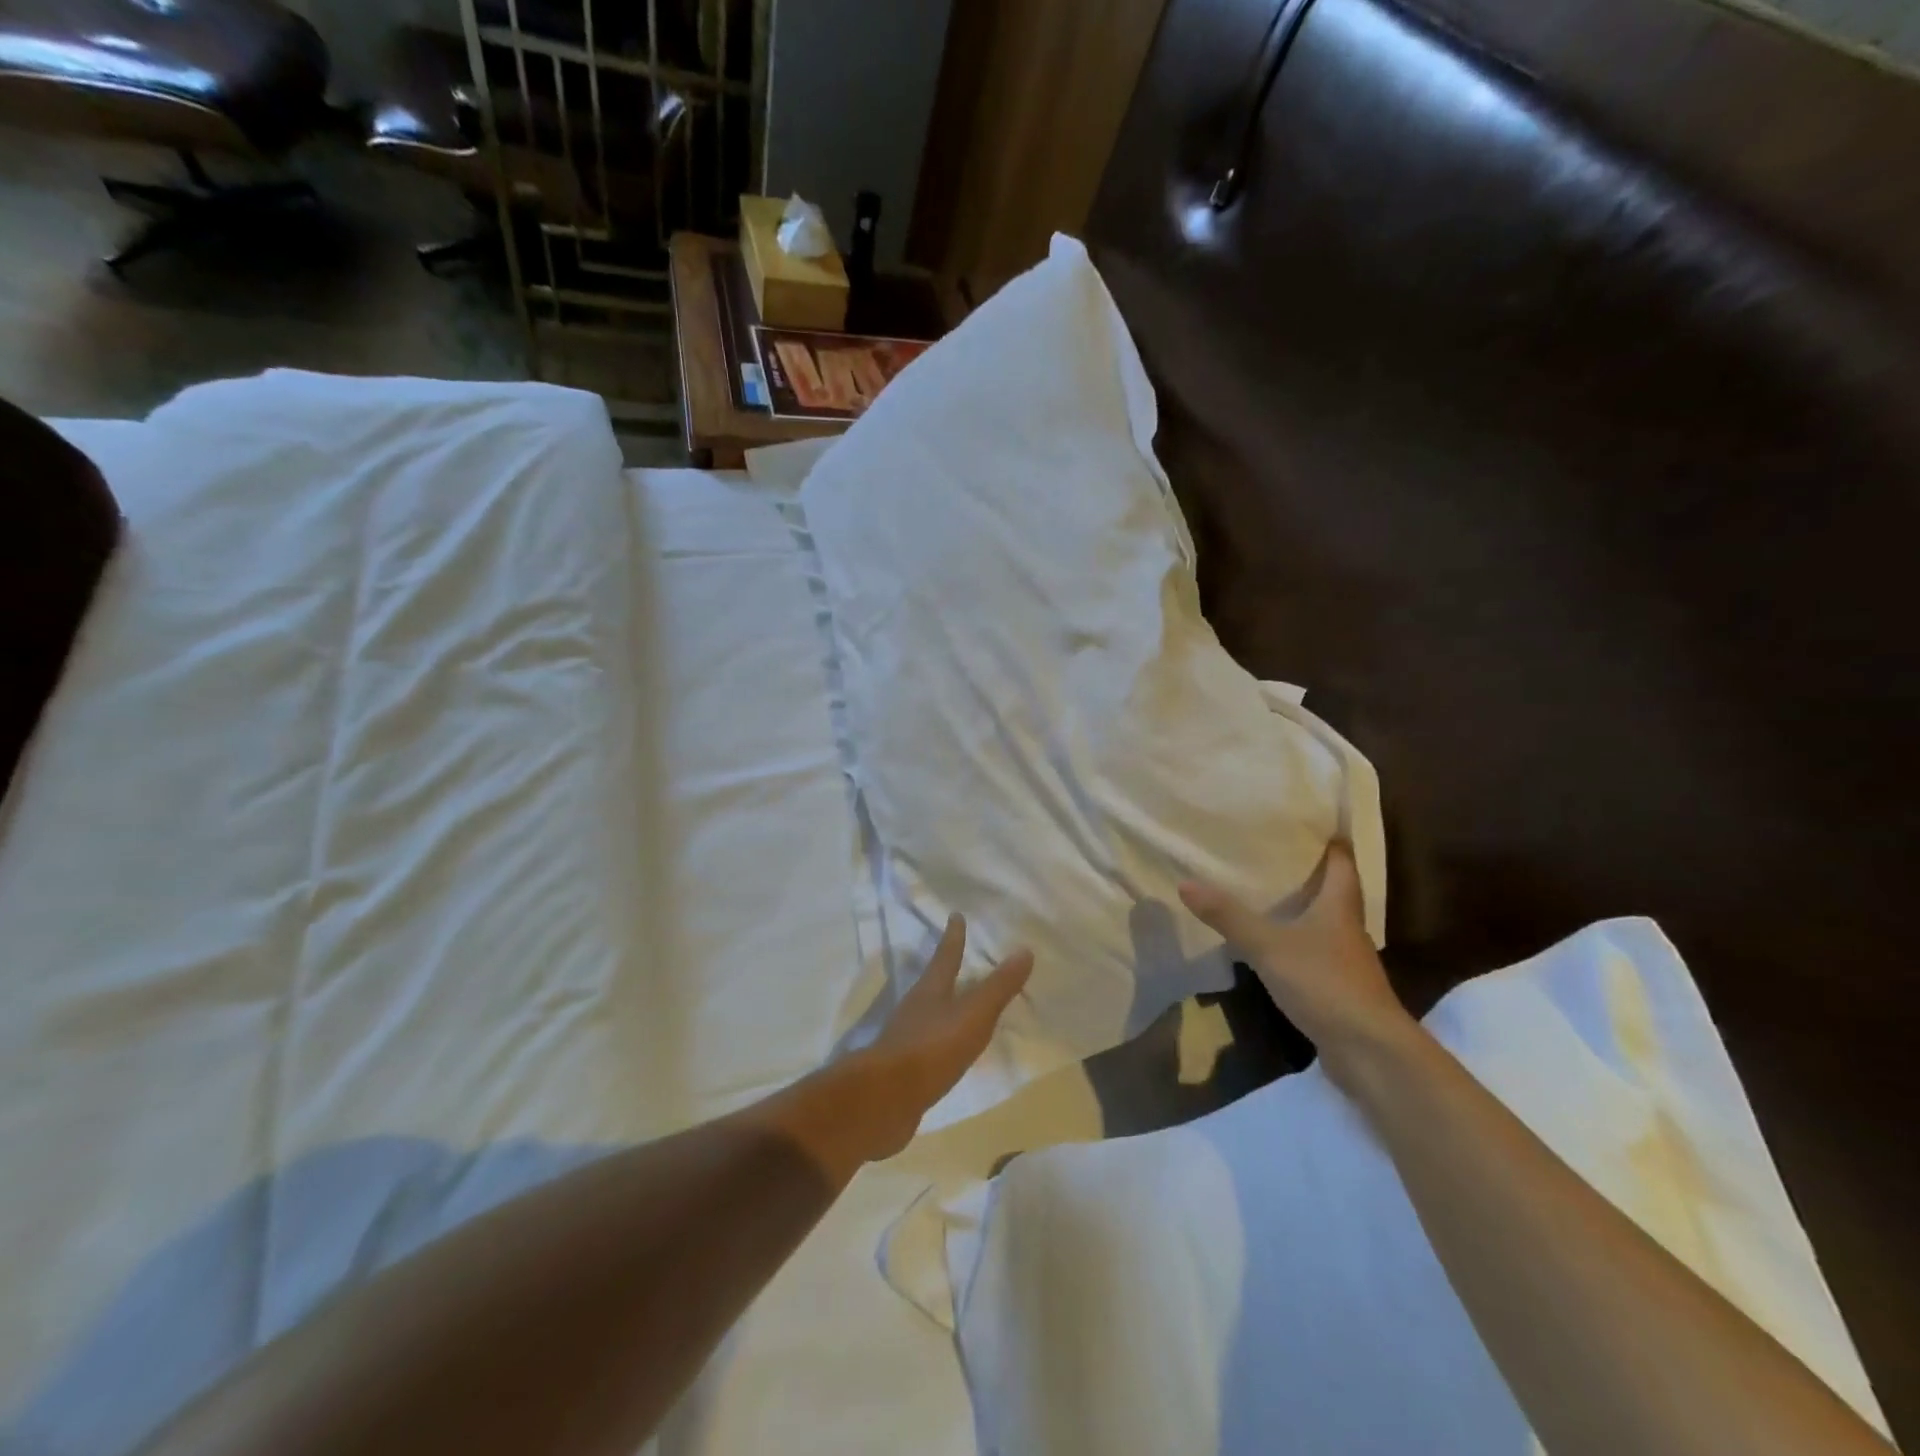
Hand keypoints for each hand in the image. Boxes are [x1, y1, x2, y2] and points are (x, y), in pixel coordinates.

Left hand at [852, 915, 1032, 1159]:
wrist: (885, 1100)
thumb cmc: (932, 1048)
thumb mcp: (973, 1016)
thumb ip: (998, 987)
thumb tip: (1025, 950)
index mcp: (931, 990)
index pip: (946, 956)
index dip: (953, 936)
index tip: (955, 915)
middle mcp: (916, 1008)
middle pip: (934, 982)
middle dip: (946, 968)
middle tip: (957, 956)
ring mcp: (907, 1038)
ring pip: (930, 1013)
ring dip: (944, 1005)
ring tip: (959, 1002)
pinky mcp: (905, 1068)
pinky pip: (929, 1045)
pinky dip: (942, 1041)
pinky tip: (950, 1051)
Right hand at [1179, 843, 1412, 1082]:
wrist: (1370, 1051)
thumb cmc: (1325, 983)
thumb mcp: (1269, 946)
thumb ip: (1229, 917)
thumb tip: (1186, 883)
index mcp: (1339, 907)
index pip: (1342, 862)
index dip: (1330, 841)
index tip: (1308, 821)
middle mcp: (1347, 928)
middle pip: (1334, 890)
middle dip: (1310, 871)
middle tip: (1274, 851)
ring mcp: (1345, 961)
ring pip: (1324, 922)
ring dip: (1302, 908)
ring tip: (1267, 892)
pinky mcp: (1338, 988)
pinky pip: (1315, 953)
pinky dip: (1297, 942)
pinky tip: (1273, 944)